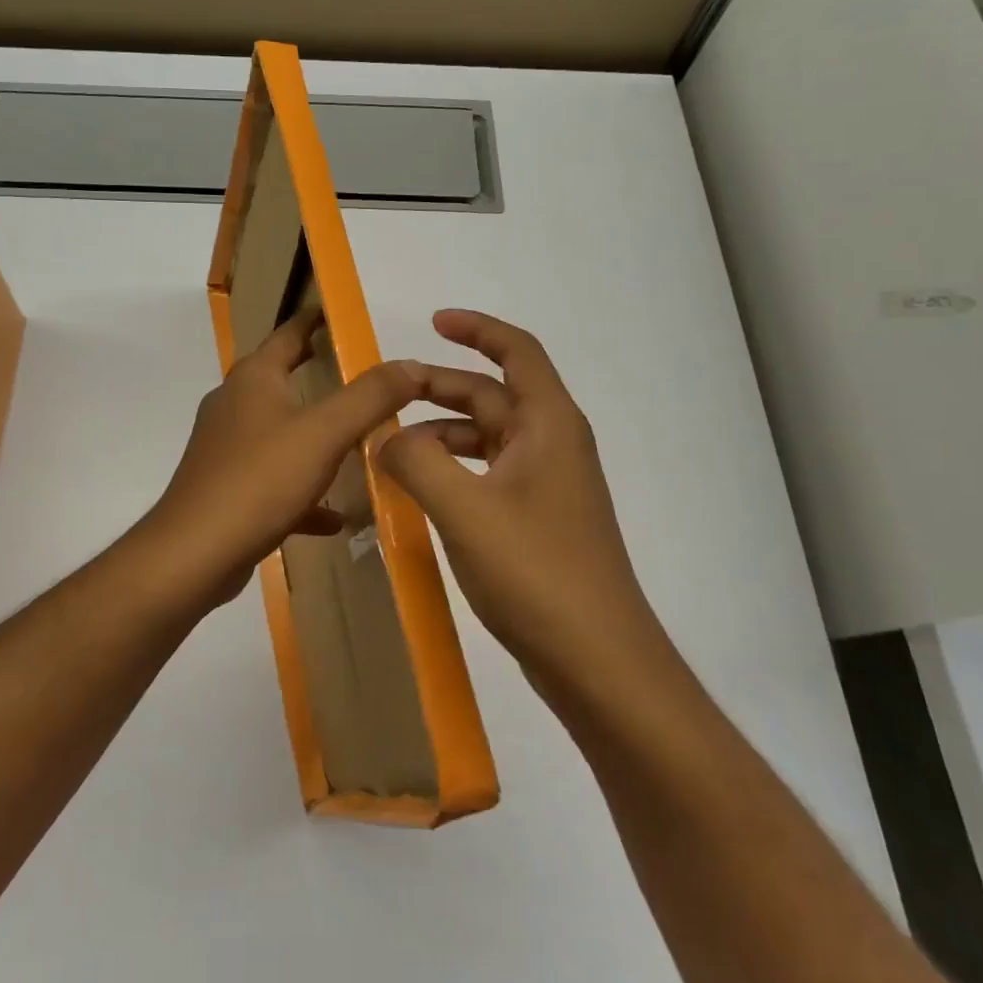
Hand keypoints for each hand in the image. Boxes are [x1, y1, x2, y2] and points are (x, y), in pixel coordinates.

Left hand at [140, 310, 423, 610]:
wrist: (194, 553)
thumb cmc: (259, 480)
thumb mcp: (325, 434)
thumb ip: (370, 397)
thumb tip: (411, 364)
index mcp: (254, 380)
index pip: (287, 335)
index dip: (312, 321)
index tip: (335, 313)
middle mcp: (234, 406)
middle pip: (280, 380)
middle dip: (314, 373)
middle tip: (354, 371)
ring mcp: (226, 449)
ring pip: (278, 432)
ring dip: (312, 436)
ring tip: (352, 441)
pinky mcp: (226, 488)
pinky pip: (273, 480)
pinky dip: (303, 491)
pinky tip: (333, 516)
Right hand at [380, 309, 657, 684]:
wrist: (597, 659)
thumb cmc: (536, 571)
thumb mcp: (463, 509)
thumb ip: (415, 462)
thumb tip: (385, 438)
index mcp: (548, 425)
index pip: (516, 352)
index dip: (477, 329)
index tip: (433, 322)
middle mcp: (552, 445)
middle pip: (493, 396)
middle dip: (439, 390)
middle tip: (386, 395)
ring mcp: (548, 486)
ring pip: (487, 439)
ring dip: (441, 436)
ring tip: (390, 452)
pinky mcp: (538, 521)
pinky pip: (488, 476)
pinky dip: (453, 472)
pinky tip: (421, 494)